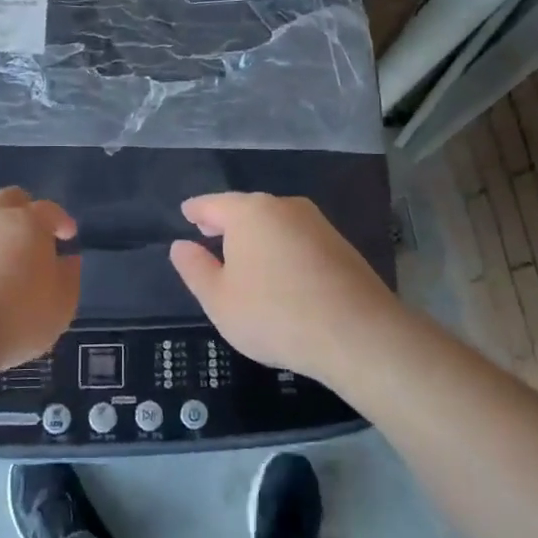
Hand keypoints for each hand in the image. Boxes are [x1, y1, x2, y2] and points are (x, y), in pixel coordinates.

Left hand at [0, 187, 80, 382]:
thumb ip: (68, 277)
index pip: (50, 210)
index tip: (67, 236)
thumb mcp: (61, 305)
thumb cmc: (15, 319)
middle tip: (32, 234)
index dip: (61, 220)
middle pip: (10, 197)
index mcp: (29, 223)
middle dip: (25, 210)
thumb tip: (67, 259)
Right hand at [169, 193, 402, 385]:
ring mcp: (316, 224)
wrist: (356, 333)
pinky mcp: (339, 245)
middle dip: (226, 221)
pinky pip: (297, 239)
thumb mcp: (219, 300)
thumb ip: (195, 269)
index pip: (212, 204)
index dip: (196, 210)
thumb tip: (180, 245)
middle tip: (208, 232)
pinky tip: (278, 271)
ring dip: (256, 236)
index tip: (186, 213)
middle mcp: (283, 207)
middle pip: (246, 209)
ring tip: (242, 256)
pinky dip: (281, 248)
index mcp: (249, 213)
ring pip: (275, 223)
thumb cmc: (274, 315)